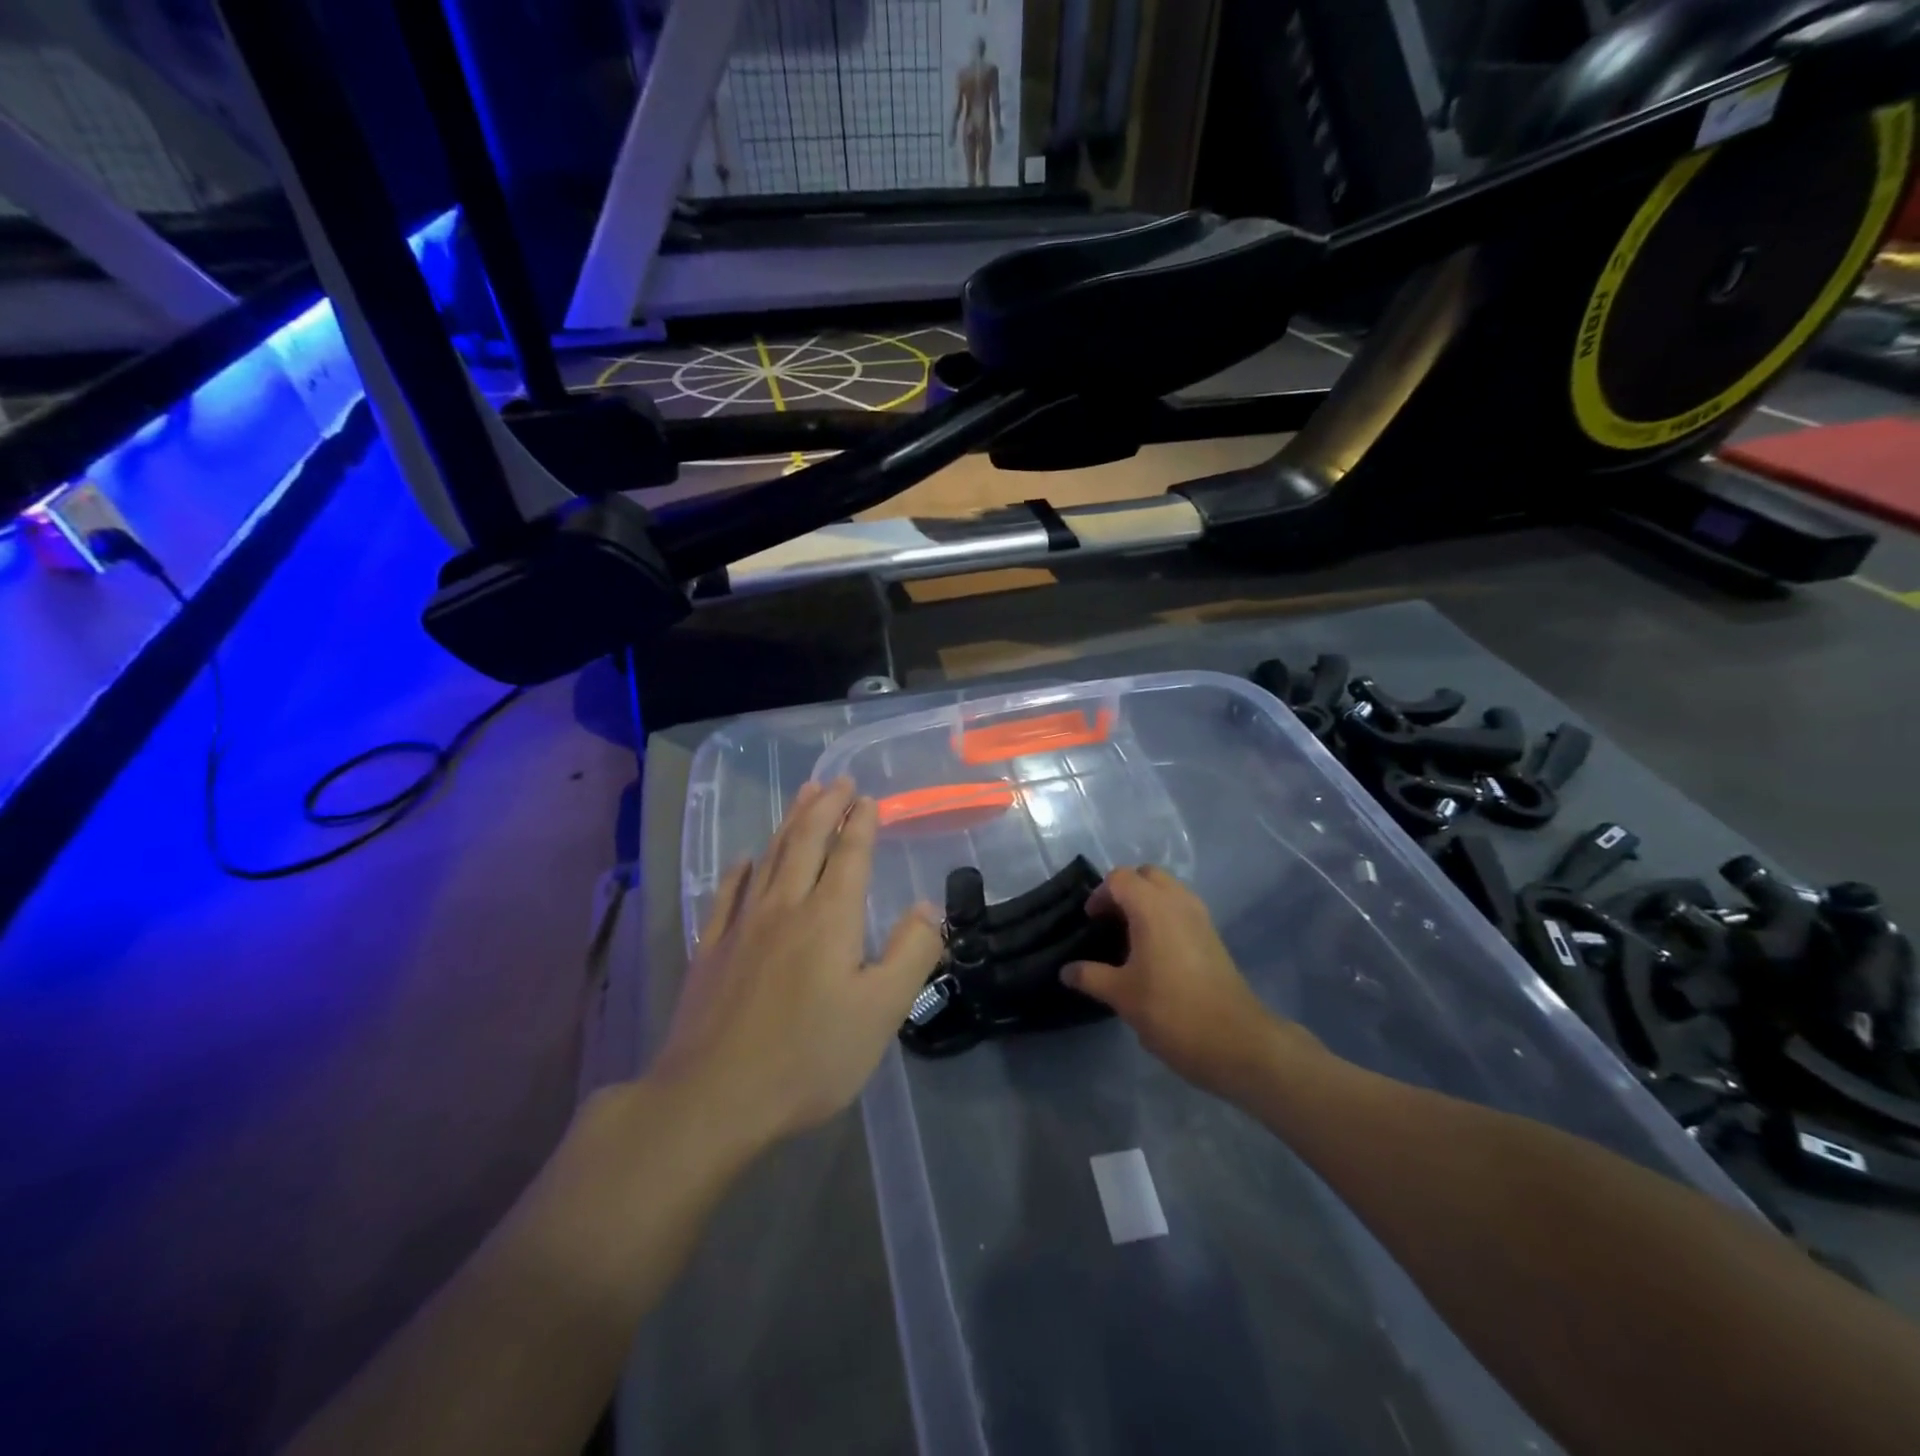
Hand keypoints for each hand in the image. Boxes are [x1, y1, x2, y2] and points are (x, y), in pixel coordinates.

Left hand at [651, 778, 942, 1149]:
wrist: (712, 1097)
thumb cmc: (808, 1057)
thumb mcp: (881, 1012)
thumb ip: (911, 953)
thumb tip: (928, 906)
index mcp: (829, 918)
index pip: (849, 855)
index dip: (861, 823)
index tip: (868, 798)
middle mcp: (785, 907)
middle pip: (806, 842)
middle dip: (825, 807)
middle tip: (837, 780)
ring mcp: (742, 926)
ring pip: (769, 857)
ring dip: (789, 822)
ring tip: (803, 797)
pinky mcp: (711, 950)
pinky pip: (727, 893)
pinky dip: (741, 869)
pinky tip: (745, 859)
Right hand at [1064, 867, 1313, 1102]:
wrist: (1236, 1041)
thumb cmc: (1171, 1011)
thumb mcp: (1122, 995)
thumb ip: (1090, 976)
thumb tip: (1066, 971)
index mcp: (1152, 907)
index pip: (1120, 878)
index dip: (1099, 895)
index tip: (1090, 922)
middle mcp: (1178, 901)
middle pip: (1146, 876)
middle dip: (1124, 891)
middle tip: (1109, 922)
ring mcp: (1200, 917)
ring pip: (1168, 890)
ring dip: (1146, 902)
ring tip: (1129, 937)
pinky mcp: (1213, 935)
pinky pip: (1182, 909)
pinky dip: (1164, 916)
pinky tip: (1153, 952)